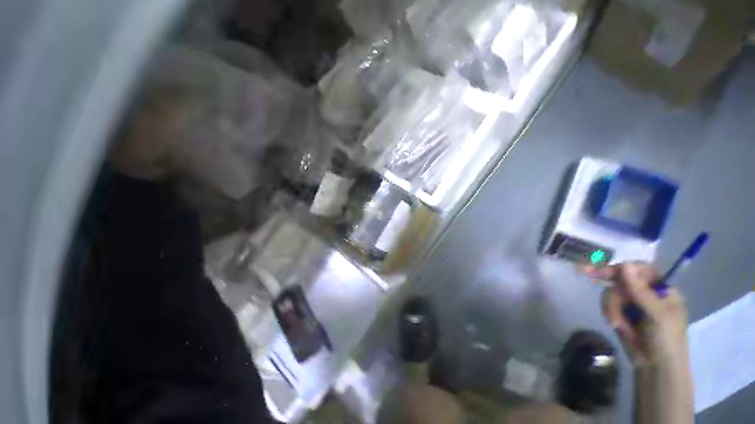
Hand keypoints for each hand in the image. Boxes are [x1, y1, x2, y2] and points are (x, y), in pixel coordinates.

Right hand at [581, 263, 688, 367]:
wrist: (655, 367)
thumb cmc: (666, 340)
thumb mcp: (657, 315)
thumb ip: (641, 291)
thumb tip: (624, 266)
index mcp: (661, 289)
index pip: (641, 269)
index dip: (624, 268)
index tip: (606, 271)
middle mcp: (646, 292)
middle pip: (621, 279)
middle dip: (611, 288)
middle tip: (583, 271)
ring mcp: (632, 302)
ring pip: (611, 292)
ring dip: (611, 307)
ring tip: (617, 324)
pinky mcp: (620, 312)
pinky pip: (607, 304)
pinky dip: (609, 313)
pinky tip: (616, 325)